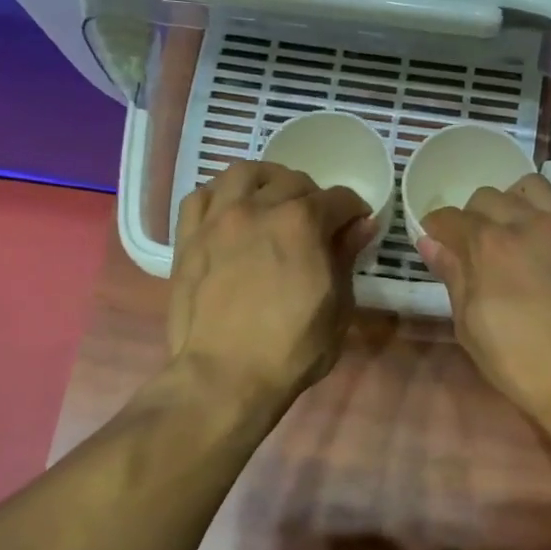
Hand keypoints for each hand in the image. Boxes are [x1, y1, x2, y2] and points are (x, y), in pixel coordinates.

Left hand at [169, 161, 374, 404]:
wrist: (225, 375)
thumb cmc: (292, 348)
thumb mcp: (338, 306)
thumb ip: (346, 257)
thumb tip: (362, 225)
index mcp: (302, 223)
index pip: (339, 199)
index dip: (354, 210)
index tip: (357, 224)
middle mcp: (259, 208)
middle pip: (293, 181)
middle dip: (314, 196)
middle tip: (318, 222)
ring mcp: (218, 220)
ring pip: (243, 174)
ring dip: (266, 181)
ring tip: (272, 201)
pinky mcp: (188, 238)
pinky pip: (202, 196)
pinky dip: (221, 196)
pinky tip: (230, 213)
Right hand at [418, 175, 550, 427]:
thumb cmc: (520, 361)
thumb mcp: (470, 325)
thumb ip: (452, 276)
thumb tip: (429, 241)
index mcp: (489, 245)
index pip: (451, 217)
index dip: (438, 228)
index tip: (438, 242)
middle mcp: (527, 222)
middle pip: (489, 196)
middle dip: (474, 216)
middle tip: (477, 245)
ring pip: (535, 186)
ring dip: (517, 200)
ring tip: (517, 227)